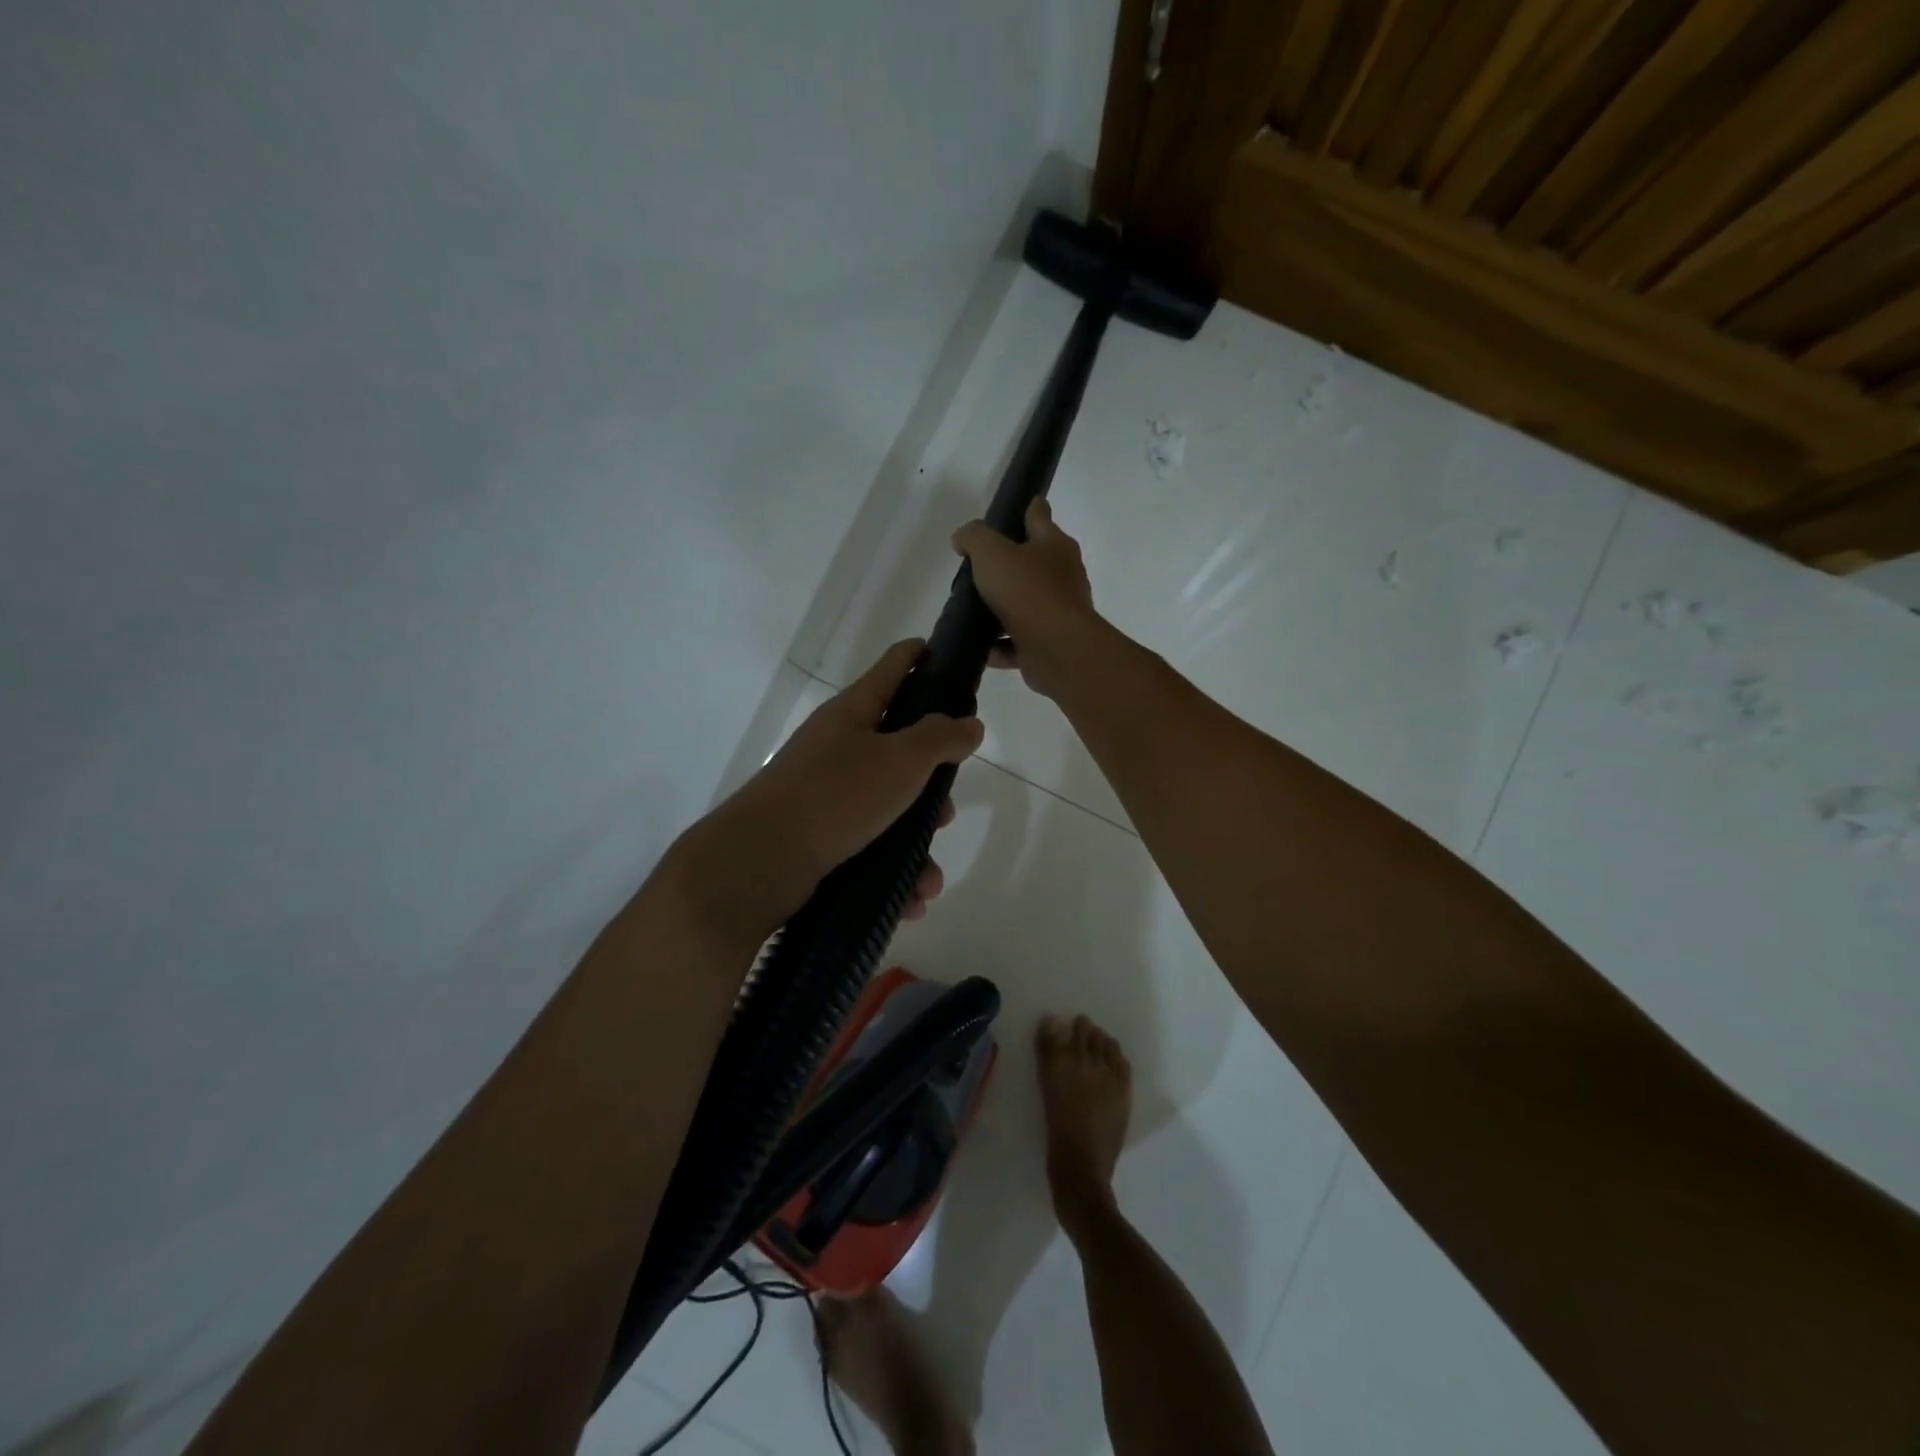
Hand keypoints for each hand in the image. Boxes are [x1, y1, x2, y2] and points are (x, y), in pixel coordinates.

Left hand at [669, 640, 983, 942]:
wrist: (758, 862)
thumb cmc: (836, 796)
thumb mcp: (900, 760)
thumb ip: (940, 738)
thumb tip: (970, 723)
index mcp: (853, 713)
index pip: (894, 667)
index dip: (922, 656)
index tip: (951, 659)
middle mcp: (837, 747)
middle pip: (896, 746)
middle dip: (929, 780)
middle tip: (948, 805)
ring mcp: (825, 793)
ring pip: (887, 808)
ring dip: (915, 842)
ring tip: (930, 876)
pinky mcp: (818, 836)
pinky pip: (869, 847)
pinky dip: (893, 872)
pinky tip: (910, 899)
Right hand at [952, 499, 1102, 699]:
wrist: (1057, 649)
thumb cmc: (1027, 591)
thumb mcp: (992, 552)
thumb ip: (974, 538)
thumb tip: (962, 539)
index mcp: (1054, 545)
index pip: (1039, 515)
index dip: (1026, 508)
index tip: (1012, 508)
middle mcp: (1062, 575)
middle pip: (1032, 562)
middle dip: (1008, 564)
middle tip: (977, 568)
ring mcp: (1057, 611)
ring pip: (1025, 604)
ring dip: (1002, 608)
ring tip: (973, 611)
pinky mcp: (1049, 643)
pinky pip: (1019, 641)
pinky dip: (1001, 645)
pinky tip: (982, 648)